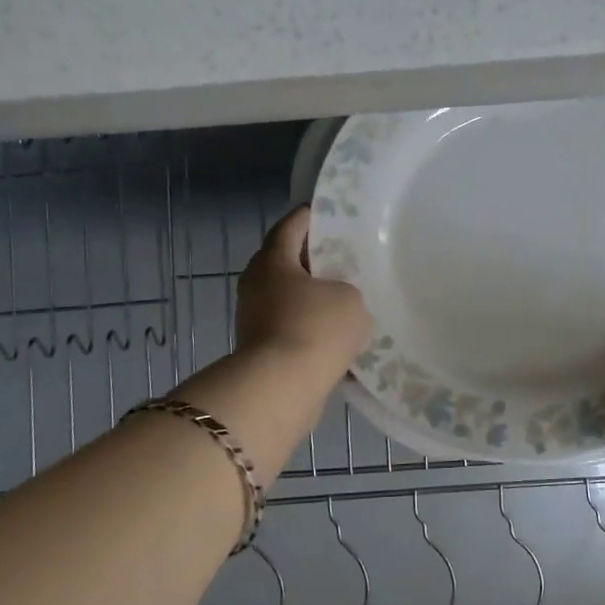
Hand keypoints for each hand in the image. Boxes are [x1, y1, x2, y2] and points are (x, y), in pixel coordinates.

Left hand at [236, 207, 372, 382]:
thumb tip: (335, 301)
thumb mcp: (350, 299)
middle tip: (342, 257)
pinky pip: (289, 327)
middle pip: (285, 261)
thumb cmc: (315, 329)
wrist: (280, 389)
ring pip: (287, 297)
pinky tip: (335, 335)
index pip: (290, 225)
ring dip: (311, 296)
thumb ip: (346, 289)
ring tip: (344, 298)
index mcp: (273, 261)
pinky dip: (308, 327)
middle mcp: (256, 284)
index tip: (330, 214)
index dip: (310, 216)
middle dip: (311, 258)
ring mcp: (254, 318)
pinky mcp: (260, 349)